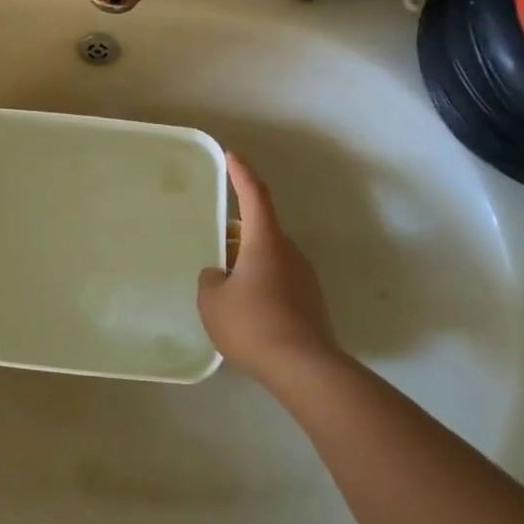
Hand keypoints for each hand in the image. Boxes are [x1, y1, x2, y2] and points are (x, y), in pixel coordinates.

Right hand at [198, 155, 339, 383]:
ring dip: (248, 266)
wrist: (305, 369)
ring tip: (225, 290)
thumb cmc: (253, 324)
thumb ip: (210, 280)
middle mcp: (290, 252)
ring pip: (270, 260)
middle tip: (214, 248)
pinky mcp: (312, 303)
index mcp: (266, 241)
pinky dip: (260, 288)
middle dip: (236, 236)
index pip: (254, 195)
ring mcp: (305, 278)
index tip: (231, 155)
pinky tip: (246, 314)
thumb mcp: (212, 301)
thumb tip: (220, 276)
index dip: (241, 173)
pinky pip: (279, 284)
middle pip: (260, 231)